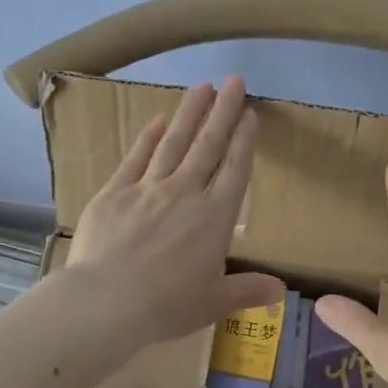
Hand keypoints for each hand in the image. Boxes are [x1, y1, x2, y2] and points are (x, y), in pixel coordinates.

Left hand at [66, 76, 284, 345]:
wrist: (106, 302)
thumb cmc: (166, 305)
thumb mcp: (214, 302)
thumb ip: (248, 290)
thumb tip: (281, 291)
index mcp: (214, 219)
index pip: (235, 171)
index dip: (245, 141)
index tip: (251, 114)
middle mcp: (185, 194)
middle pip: (208, 146)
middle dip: (223, 112)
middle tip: (234, 81)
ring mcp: (147, 189)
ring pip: (174, 143)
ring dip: (189, 114)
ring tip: (202, 87)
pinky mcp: (114, 193)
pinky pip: (136, 158)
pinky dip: (148, 138)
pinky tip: (157, 120)